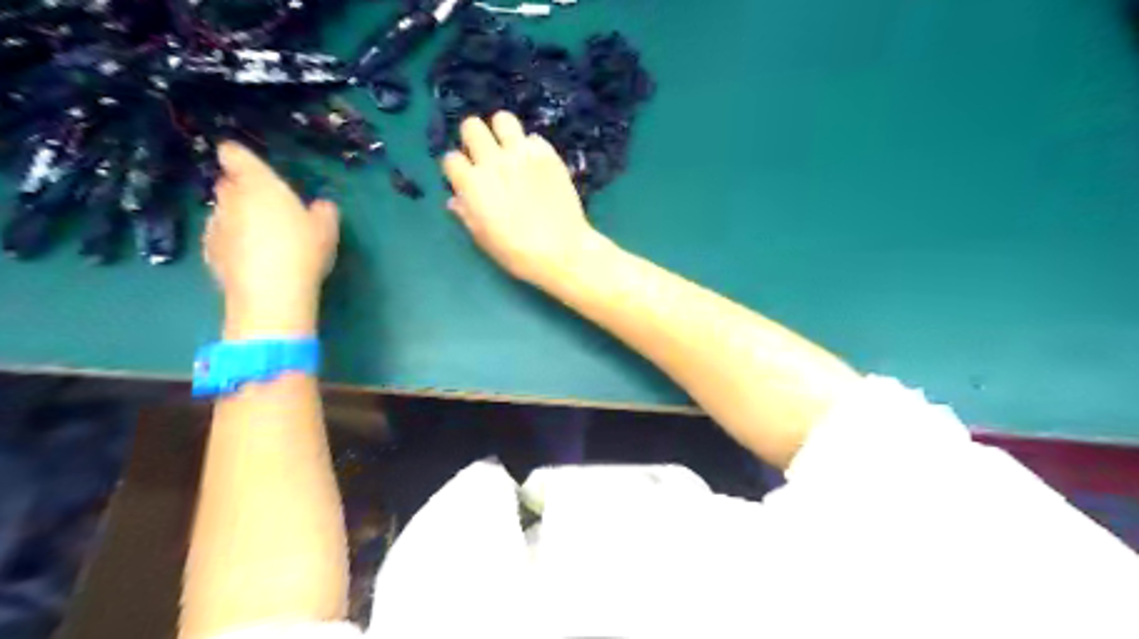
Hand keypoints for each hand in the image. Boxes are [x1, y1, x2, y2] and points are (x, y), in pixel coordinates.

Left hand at [204, 139, 335, 338]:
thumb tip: (320, 205)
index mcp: (257, 184)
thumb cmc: (302, 250)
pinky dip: (233, 244)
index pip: (234, 154)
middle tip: (270, 209)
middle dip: (243, 191)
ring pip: (223, 213)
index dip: (240, 158)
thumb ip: (323, 211)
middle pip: (228, 184)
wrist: (271, 294)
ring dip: (238, 219)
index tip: (253, 168)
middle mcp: (229, 199)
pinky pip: (221, 239)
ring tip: (264, 240)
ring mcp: (214, 226)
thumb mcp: (327, 229)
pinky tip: (254, 260)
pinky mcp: (209, 254)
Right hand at [442, 112, 609, 287]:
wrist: (562, 251)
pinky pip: (533, 137)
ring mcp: (522, 154)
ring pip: (502, 119)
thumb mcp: (483, 238)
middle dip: (473, 139)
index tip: (465, 178)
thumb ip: (466, 213)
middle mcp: (493, 162)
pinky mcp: (548, 154)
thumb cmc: (517, 253)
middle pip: (471, 127)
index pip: (451, 159)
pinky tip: (535, 164)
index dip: (457, 169)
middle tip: (484, 157)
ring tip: (508, 149)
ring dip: (501, 132)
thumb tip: (456, 199)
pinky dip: (530, 147)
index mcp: (473, 185)